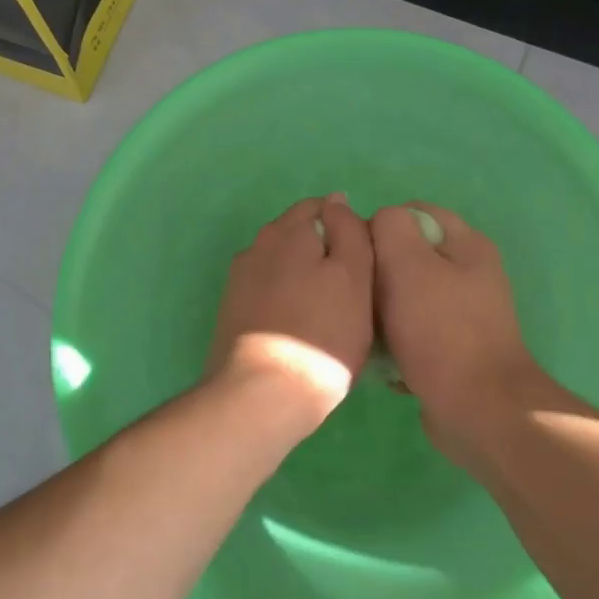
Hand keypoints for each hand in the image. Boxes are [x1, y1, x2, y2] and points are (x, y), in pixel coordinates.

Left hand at [206, 194, 374, 429]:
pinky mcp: (232, 313)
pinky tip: (301, 333)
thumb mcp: (354, 276)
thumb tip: (337, 200)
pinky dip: (287, 304)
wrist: (260, 397)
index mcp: (286, 231)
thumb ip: (349, 231)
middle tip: (353, 295)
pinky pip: (269, 295)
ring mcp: (239, 281)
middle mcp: (256, 246)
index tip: (365, 265)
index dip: (348, 230)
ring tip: (329, 318)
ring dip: (305, 281)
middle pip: (300, 238)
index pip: (322, 208)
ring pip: (284, 268)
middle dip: (325, 255)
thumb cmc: (321, 334)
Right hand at [371, 203, 556, 465]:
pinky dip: (396, 343)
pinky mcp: (455, 348)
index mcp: (466, 244)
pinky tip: (383, 361)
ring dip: (382, 311)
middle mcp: (469, 273)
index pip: (412, 212)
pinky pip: (414, 332)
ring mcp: (464, 313)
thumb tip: (378, 224)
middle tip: (356, 295)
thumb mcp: (408, 263)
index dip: (378, 227)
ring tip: (365, 330)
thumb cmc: (441, 330)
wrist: (479, 410)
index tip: (356, 256)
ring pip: (406, 296)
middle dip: (378, 272)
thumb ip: (389, 227)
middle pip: (408, 255)